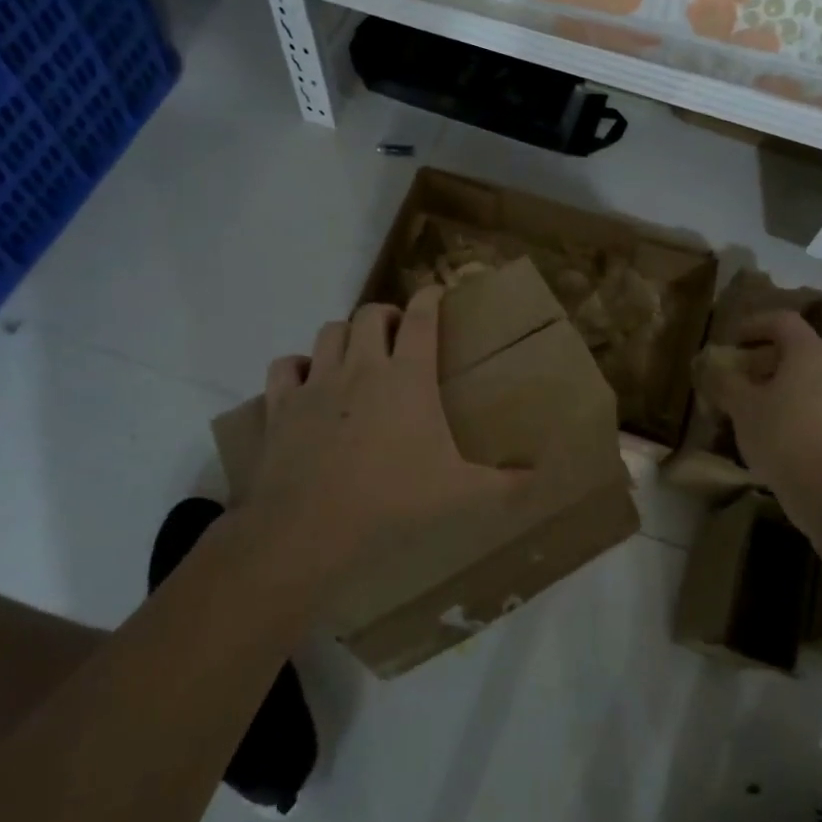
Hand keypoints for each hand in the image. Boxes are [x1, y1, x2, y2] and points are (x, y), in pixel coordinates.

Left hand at [251, 288, 520, 567]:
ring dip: (346, 334)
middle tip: (398, 335)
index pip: (421, 318)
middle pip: (371, 314)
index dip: (430, 297)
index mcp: (407, 378)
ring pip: (330, 331)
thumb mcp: (458, 494)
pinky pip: (285, 366)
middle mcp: (362, 368)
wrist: (309, 530)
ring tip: (357, 353)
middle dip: (387, 314)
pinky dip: (297, 366)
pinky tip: (307, 380)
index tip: (436, 291)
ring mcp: (318, 383)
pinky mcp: (282, 405)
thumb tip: (539, 478)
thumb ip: (503, 484)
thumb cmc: (391, 502)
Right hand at [700, 310, 821, 530]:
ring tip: (746, 402)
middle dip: (761, 357)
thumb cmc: (781, 435)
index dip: (754, 325)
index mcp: (808, 353)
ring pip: (804, 375)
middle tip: (734, 372)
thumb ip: (725, 380)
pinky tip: (767, 425)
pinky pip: (813, 398)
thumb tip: (711, 367)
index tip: (730, 340)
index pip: (782, 321)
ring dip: (774, 381)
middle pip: (794, 348)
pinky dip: (789, 401)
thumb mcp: (742, 405)